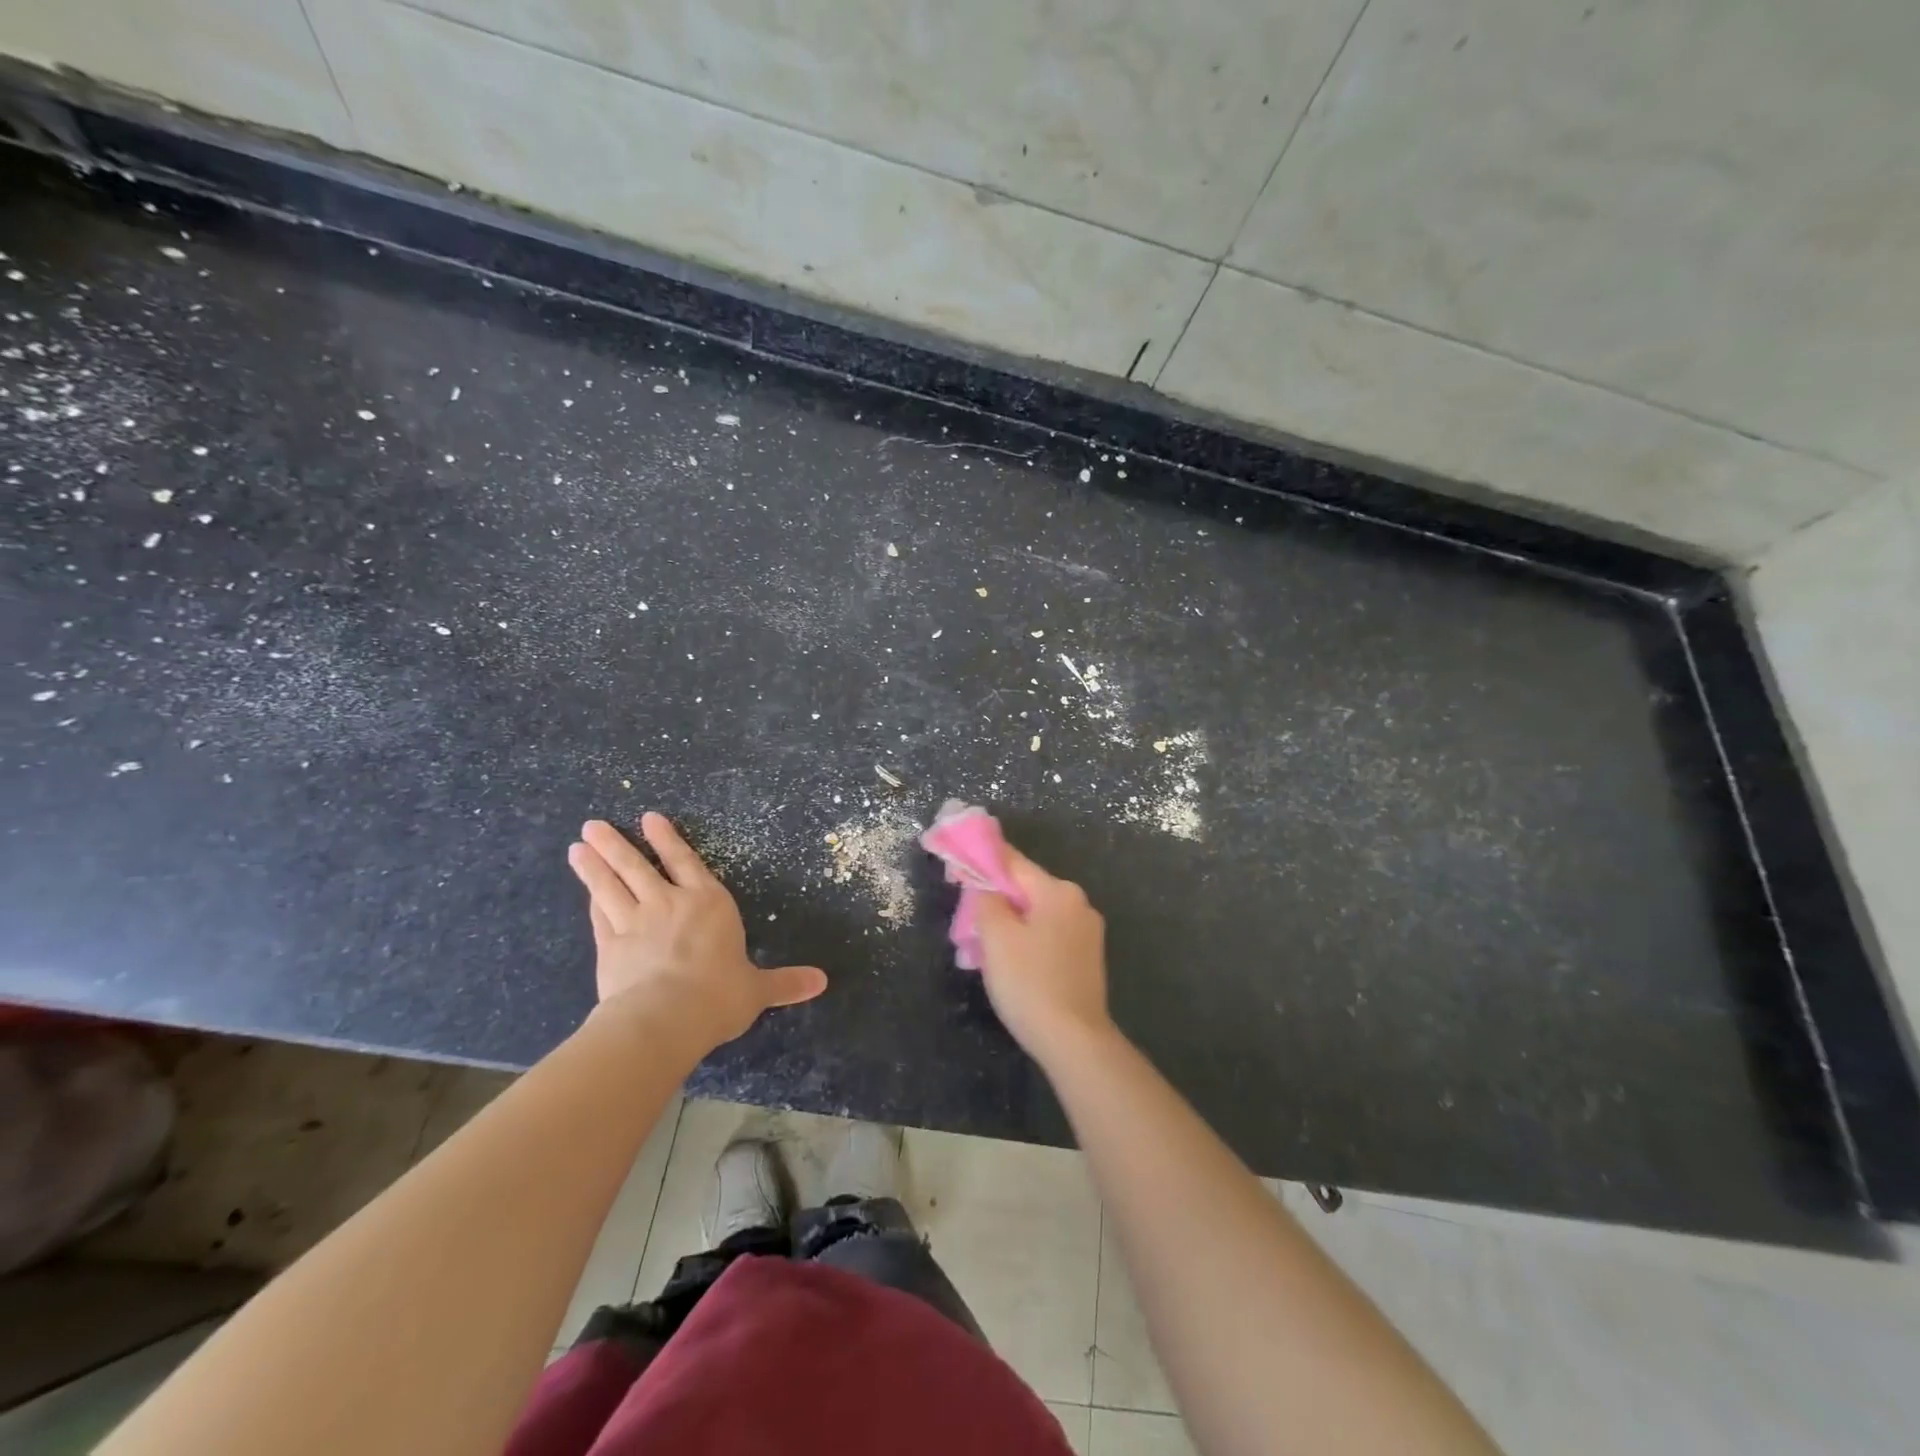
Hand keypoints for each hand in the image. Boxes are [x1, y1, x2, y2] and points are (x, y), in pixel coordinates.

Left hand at [566, 813, 826, 1048]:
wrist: (665, 1018)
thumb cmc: (718, 996)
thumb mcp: (757, 990)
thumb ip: (785, 983)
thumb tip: (822, 982)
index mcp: (709, 904)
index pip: (687, 862)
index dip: (668, 840)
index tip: (649, 819)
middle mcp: (670, 904)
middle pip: (638, 867)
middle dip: (617, 844)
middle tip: (593, 825)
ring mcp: (635, 924)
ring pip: (611, 887)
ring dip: (594, 866)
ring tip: (578, 845)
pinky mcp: (610, 948)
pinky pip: (600, 917)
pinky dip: (594, 902)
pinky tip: (587, 893)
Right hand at [972, 844, 1112, 1062]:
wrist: (1074, 1041)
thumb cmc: (1030, 983)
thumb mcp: (996, 937)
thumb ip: (986, 900)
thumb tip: (985, 886)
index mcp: (1058, 891)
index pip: (1013, 862)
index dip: (982, 862)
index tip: (957, 867)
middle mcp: (1078, 903)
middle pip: (1025, 890)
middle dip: (994, 901)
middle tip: (965, 922)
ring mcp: (1087, 932)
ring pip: (1036, 916)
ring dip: (1008, 925)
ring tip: (981, 950)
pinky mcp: (1087, 958)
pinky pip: (1048, 937)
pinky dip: (1026, 942)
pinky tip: (1009, 965)